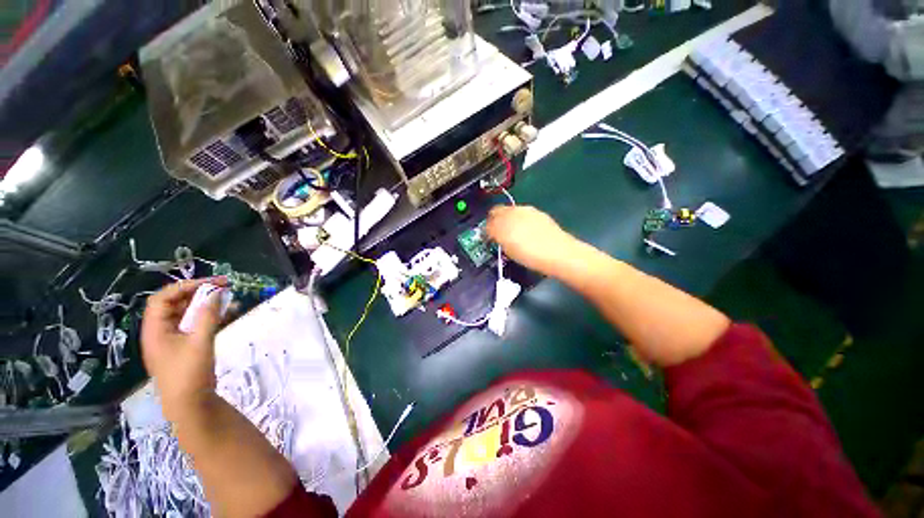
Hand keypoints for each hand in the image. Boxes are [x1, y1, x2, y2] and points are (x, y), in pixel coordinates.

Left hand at [141, 277, 227, 421]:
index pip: (163, 298)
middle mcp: (160, 332)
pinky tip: (226, 314)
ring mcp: (172, 340)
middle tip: (223, 287)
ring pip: (187, 314)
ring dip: (206, 305)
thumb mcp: (200, 342)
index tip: (211, 283)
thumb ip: (208, 315)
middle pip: (175, 304)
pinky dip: (209, 317)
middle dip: (198, 293)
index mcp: (155, 330)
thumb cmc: (189, 373)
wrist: (190, 405)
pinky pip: (195, 325)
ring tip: (228, 299)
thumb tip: (217, 292)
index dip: (185, 286)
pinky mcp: (184, 347)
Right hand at [487, 205, 577, 275]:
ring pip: (511, 211)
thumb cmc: (530, 256)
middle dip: (495, 220)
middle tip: (498, 233)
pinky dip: (520, 220)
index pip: (488, 221)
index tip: (489, 237)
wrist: (558, 253)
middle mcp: (513, 212)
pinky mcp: (538, 213)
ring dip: (507, 219)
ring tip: (513, 233)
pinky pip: (523, 214)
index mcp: (503, 222)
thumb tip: (494, 234)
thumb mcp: (508, 250)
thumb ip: (498, 238)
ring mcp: (527, 211)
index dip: (487, 229)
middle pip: (497, 211)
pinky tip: (526, 231)